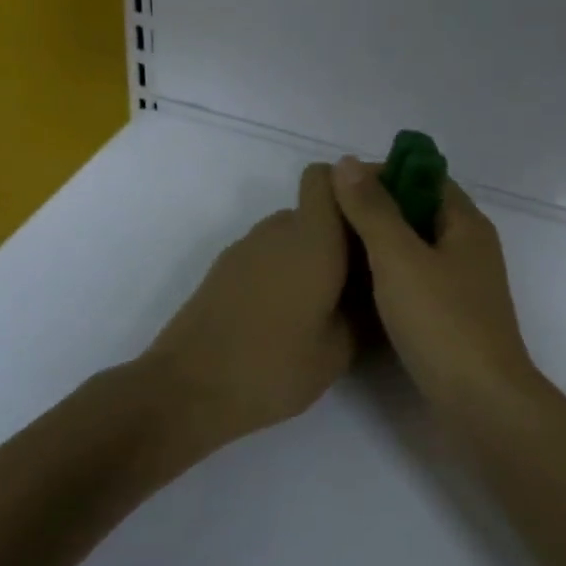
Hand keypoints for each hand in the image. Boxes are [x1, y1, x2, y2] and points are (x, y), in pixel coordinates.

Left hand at [144, 163, 354, 453]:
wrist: (188, 389)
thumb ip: (363, 310)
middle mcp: (278, 231)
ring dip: (313, 254)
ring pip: (292, 234)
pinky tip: (290, 314)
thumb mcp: (338, 350)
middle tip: (363, 276)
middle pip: (316, 209)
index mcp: (313, 239)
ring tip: (328, 301)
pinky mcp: (224, 270)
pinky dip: (286, 270)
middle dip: (341, 233)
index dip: (354, 187)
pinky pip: (268, 255)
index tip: (377, 219)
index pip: (328, 176)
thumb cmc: (273, 367)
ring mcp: (246, 249)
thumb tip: (371, 291)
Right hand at [330, 156, 543, 416]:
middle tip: (328, 220)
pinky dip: (387, 277)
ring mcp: (461, 286)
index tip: (339, 186)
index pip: (424, 177)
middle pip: (418, 213)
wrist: (479, 402)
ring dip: (378, 245)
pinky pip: (414, 282)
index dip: (383, 173)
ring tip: (333, 249)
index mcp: (466, 224)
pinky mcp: (450, 317)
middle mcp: (468, 248)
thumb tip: (347, 163)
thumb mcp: (400, 258)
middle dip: (375, 210)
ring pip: (414, 250)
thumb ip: (373, 210)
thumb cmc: (442, 322)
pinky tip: (355, 288)